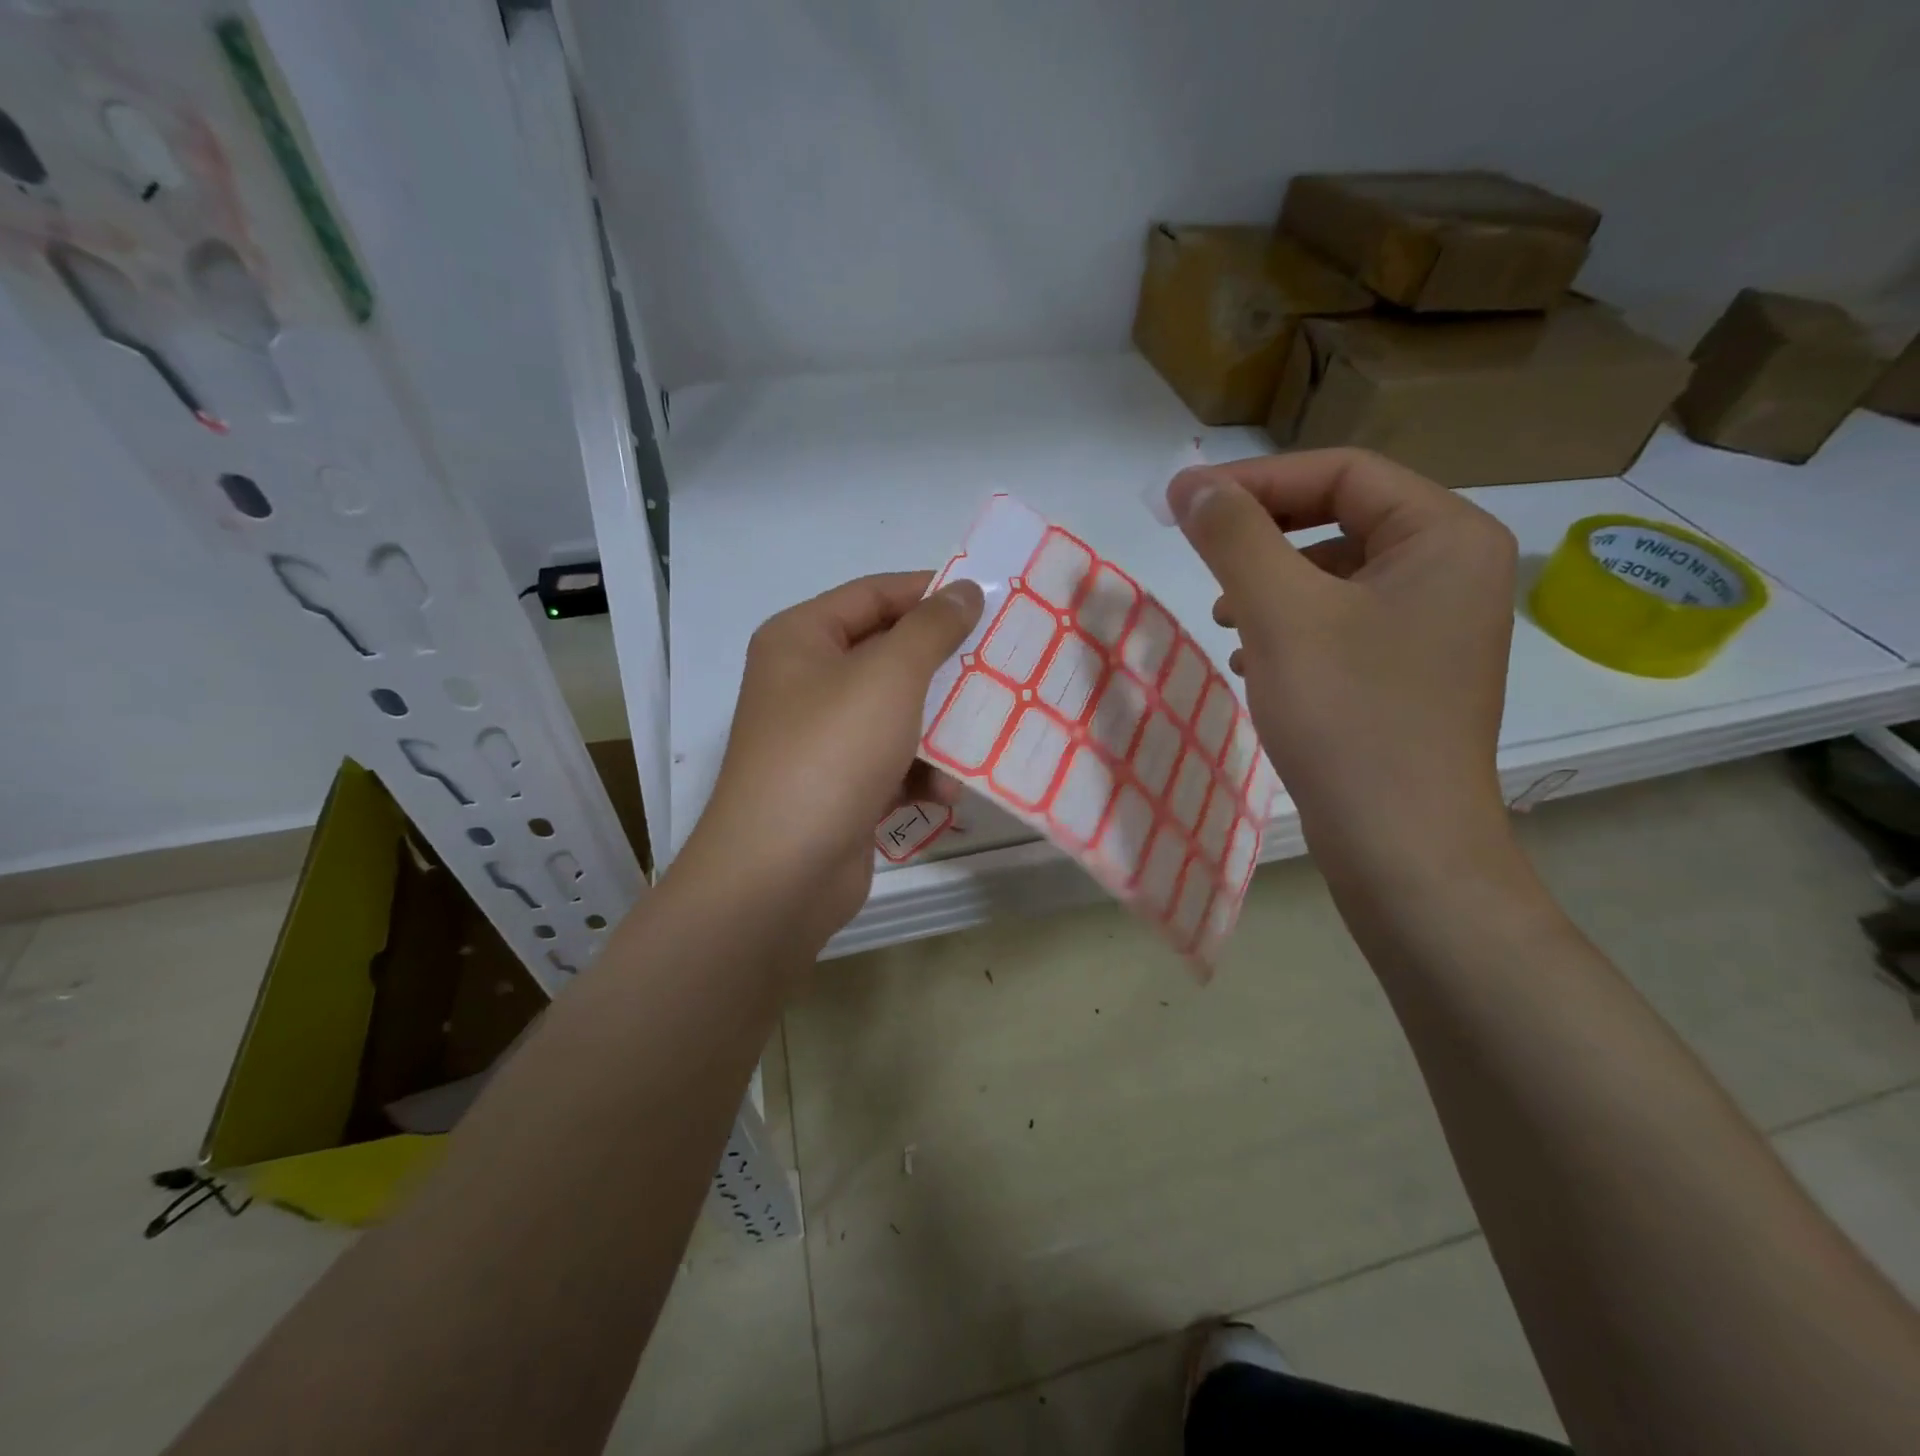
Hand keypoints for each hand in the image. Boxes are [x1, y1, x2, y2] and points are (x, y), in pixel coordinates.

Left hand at [682, 571, 983, 948]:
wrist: (781, 873)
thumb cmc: (832, 752)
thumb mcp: (889, 676)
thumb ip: (932, 628)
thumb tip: (964, 590)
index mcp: (801, 639)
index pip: (874, 594)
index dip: (930, 592)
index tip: (987, 601)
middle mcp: (806, 682)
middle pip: (889, 656)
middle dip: (944, 667)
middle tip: (1001, 664)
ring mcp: (822, 739)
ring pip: (898, 714)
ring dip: (941, 729)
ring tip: (983, 736)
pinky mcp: (840, 788)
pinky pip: (893, 763)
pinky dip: (921, 774)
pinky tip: (945, 793)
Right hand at [1167, 449, 1518, 887]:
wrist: (1401, 846)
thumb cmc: (1348, 717)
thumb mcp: (1280, 614)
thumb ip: (1234, 536)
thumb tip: (1191, 483)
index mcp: (1446, 535)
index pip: (1343, 472)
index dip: (1256, 480)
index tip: (1184, 503)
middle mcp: (1454, 568)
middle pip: (1342, 518)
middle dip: (1263, 535)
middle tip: (1202, 558)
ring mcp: (1436, 624)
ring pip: (1336, 574)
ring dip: (1270, 583)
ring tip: (1224, 619)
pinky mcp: (1410, 672)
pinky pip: (1342, 621)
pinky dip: (1291, 627)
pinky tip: (1254, 660)